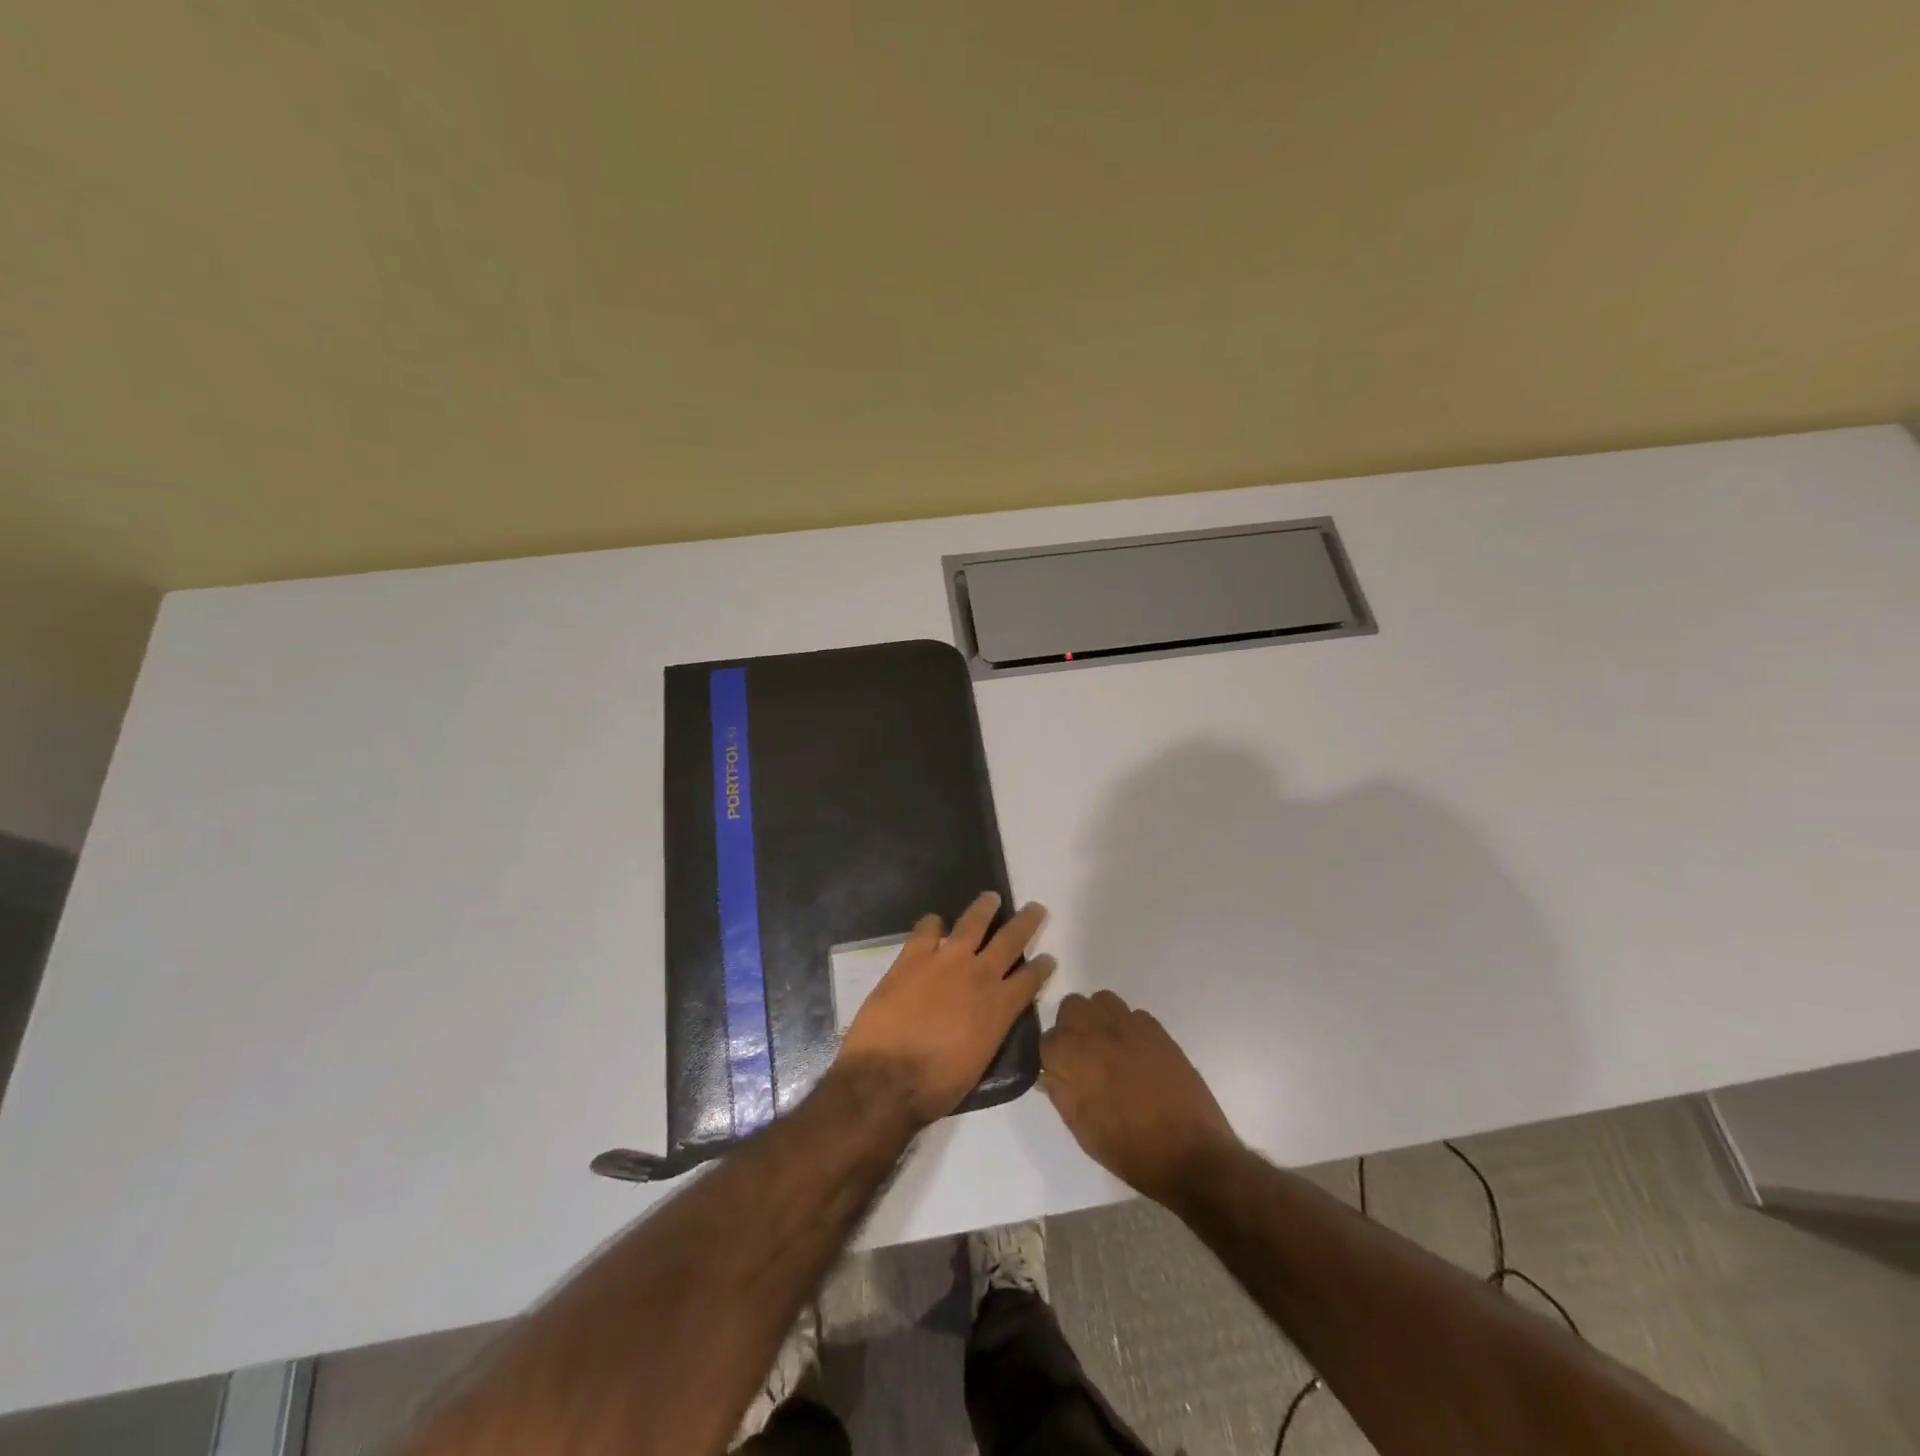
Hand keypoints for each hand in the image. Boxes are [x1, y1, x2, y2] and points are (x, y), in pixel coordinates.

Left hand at [836, 892, 1052, 1128]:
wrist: (888, 1078)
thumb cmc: (936, 1085)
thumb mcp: (978, 1062)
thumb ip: (989, 1031)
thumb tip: (988, 1019)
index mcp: (1000, 1008)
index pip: (1031, 979)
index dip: (1042, 968)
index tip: (1048, 958)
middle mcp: (980, 976)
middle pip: (1010, 940)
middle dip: (1026, 923)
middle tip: (1035, 908)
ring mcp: (946, 961)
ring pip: (972, 923)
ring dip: (984, 908)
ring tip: (991, 898)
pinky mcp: (912, 957)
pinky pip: (926, 929)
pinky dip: (932, 923)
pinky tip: (933, 922)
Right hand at [1042, 990, 1239, 1205]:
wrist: (1189, 1154)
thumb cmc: (1129, 1149)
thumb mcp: (1082, 1129)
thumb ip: (1060, 1092)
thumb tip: (1049, 1072)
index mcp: (1073, 1056)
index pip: (1048, 1039)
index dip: (1053, 1056)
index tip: (1060, 1072)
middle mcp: (1098, 1031)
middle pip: (1072, 1007)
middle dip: (1071, 1027)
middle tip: (1082, 1056)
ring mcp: (1130, 1026)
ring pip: (1102, 1001)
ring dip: (1098, 1019)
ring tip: (1108, 1048)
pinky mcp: (1158, 1030)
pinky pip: (1133, 1014)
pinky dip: (1128, 1027)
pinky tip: (1136, 1054)